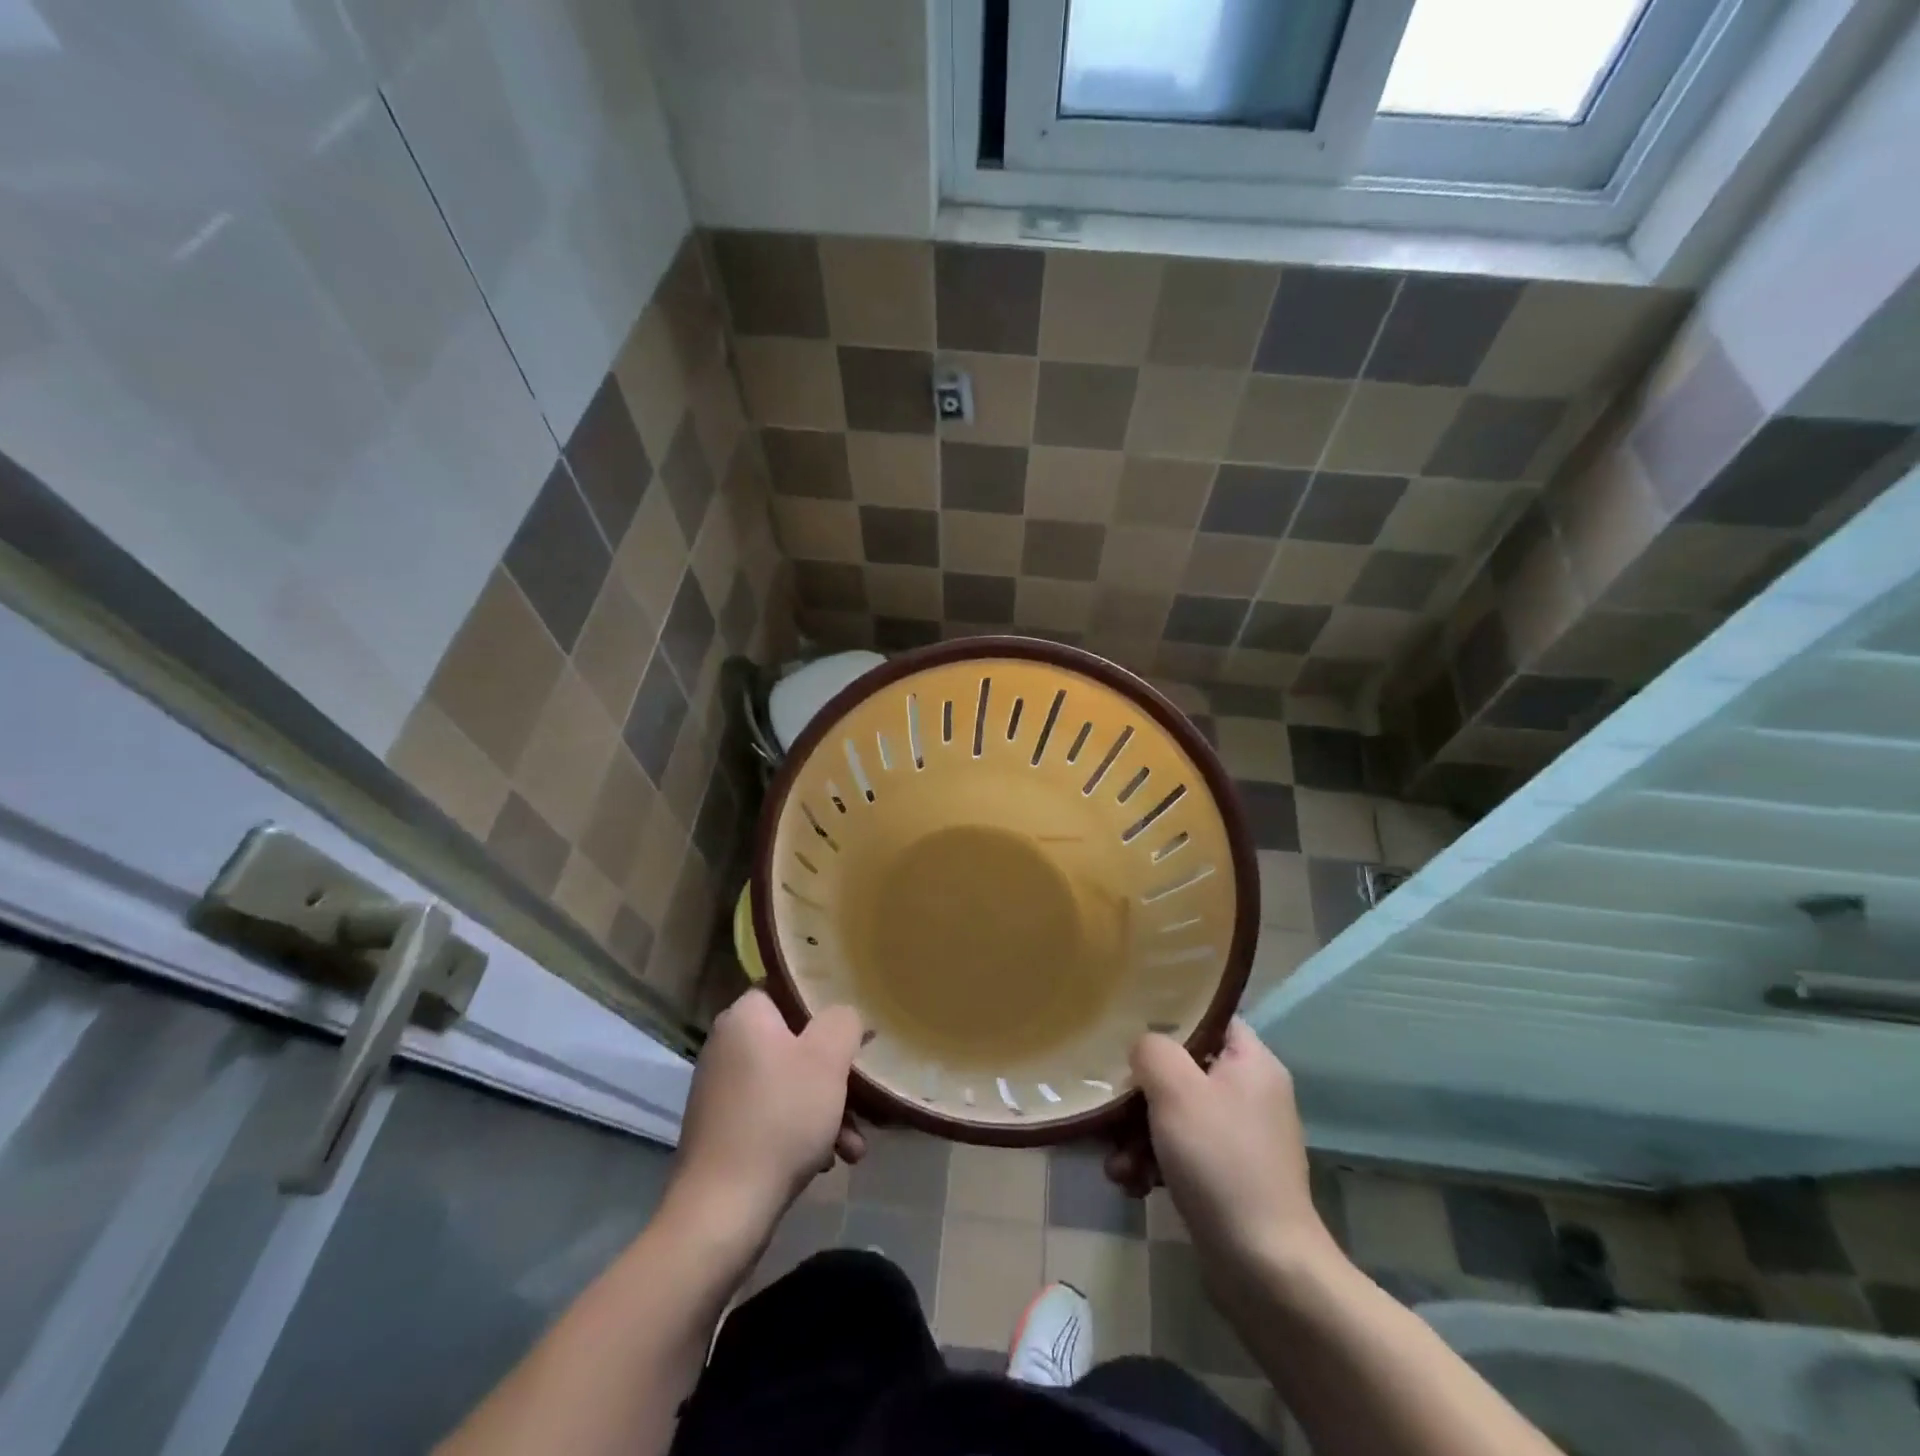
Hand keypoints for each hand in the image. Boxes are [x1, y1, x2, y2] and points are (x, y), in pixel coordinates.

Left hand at [668, 991, 867, 1241]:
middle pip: (796, 1041)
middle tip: (865, 1093)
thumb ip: (844, 1021)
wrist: (722, 1213)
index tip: (855, 1027)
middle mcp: (727, 1046)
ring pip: (791, 1083)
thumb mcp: (827, 1058)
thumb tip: (844, 1018)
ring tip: (855, 1144)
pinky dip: (804, 1132)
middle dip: (836, 1071)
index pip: (788, 988)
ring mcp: (723, 1091)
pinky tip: (830, 1160)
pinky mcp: (725, 1131)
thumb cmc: (780, 1118)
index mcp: (744, 1016)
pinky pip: (775, 1115)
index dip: (826, 1003)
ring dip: (828, 1108)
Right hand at [1106, 1020, 1339, 1278]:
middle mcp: (1252, 1094)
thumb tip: (1145, 1048)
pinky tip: (1132, 1185)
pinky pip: (1183, 1153)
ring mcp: (1242, 1139)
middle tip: (1111, 1110)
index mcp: (1252, 1063)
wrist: (1266, 1269)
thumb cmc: (1221, 1161)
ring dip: (1138, 1136)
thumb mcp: (1177, 1090)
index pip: (1210, 1018)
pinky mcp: (1230, 1179)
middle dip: (1140, 1094)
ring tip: (1117, 1164)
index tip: (1130, 1030)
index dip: (1170, 1018)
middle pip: (1184, 1071)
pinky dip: (1155, 1164)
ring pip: (1177, 1116)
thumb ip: (1153, 1050)